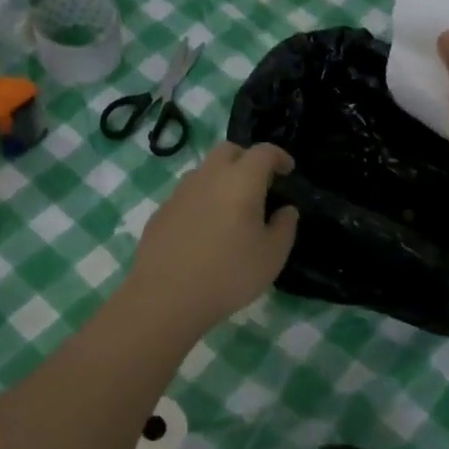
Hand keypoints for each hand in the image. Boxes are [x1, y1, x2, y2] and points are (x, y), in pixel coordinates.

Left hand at [125, 142, 299, 335]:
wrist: (166, 297)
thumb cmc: (228, 274)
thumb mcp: (272, 256)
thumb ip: (284, 227)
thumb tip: (285, 210)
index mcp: (240, 181)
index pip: (263, 152)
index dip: (279, 156)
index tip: (288, 170)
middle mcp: (208, 177)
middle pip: (228, 151)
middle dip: (247, 159)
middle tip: (259, 183)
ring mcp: (180, 192)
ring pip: (205, 171)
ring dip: (222, 178)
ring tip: (231, 208)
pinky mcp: (161, 211)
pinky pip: (187, 194)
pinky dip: (202, 200)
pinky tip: (205, 229)